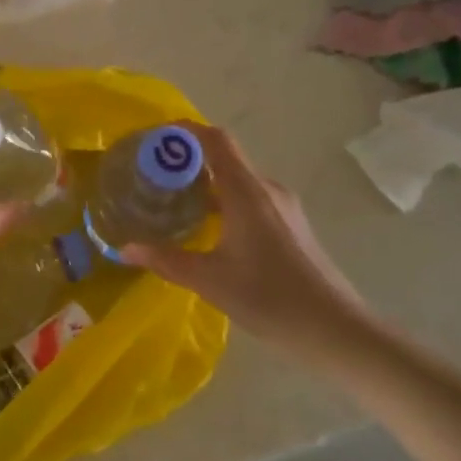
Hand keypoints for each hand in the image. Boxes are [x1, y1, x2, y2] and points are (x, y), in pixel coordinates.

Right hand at [124, 124, 369, 361]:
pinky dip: (224, 200)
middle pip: (224, 157)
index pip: (214, 140)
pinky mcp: (291, 224)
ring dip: (206, 183)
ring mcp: (283, 206)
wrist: (336, 329)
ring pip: (237, 179)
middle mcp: (266, 189)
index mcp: (246, 191)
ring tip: (175, 201)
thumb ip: (165, 260)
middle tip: (153, 175)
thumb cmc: (270, 297)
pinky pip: (250, 197)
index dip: (184, 131)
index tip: (153, 138)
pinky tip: (209, 228)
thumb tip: (125, 249)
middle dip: (187, 160)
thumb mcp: (209, 280)